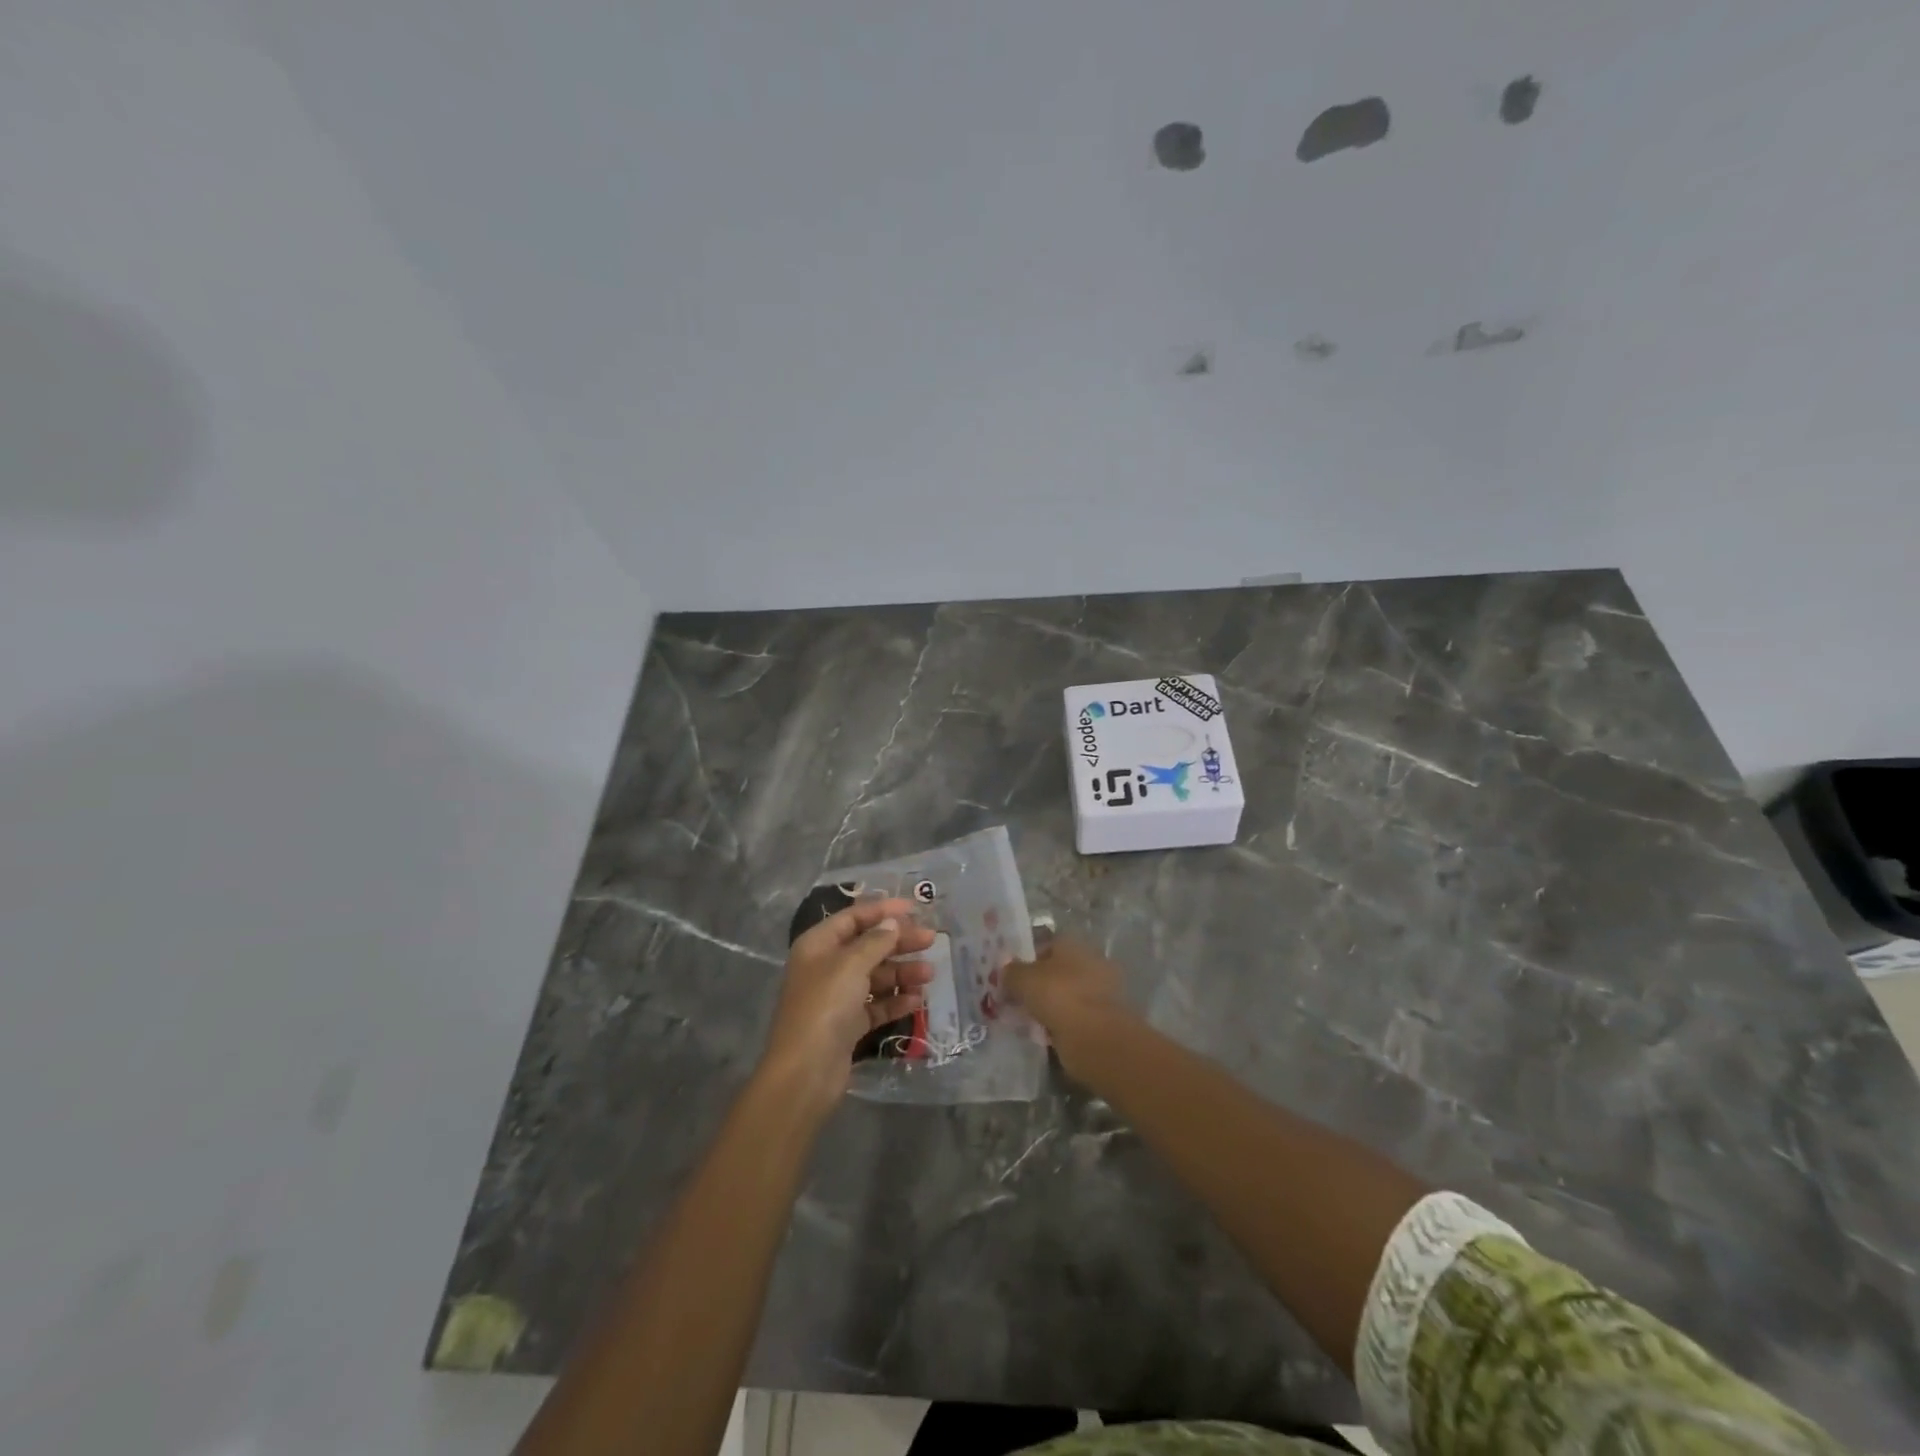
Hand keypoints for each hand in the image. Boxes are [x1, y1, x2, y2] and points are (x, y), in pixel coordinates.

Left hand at [761, 897, 935, 1102]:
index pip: (853, 918)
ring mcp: (837, 997)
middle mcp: (826, 967)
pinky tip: (917, 1001)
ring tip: (930, 974)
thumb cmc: (825, 1006)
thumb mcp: (851, 965)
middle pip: (868, 946)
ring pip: (875, 976)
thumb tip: (892, 922)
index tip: (914, 909)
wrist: (805, 1072)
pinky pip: (876, 1005)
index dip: (883, 910)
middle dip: (899, 942)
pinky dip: (896, 1001)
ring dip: (902, 973)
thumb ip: (876, 941)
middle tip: (931, 940)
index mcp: (818, 945)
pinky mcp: (848, 1025)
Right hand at [1004, 935, 1128, 1078]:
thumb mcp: (1023, 979)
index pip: (1045, 945)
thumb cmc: (1058, 996)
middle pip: (1055, 971)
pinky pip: (1072, 1018)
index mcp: (1073, 944)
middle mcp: (1090, 962)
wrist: (1095, 1037)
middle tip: (1014, 1001)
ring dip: (1047, 1007)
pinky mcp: (1102, 1019)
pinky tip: (1042, 1036)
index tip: (1010, 977)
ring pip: (1063, 996)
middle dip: (1036, 986)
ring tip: (1024, 1022)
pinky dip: (1058, 1025)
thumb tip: (1005, 970)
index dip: (1025, 959)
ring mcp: (1099, 991)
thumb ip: (1011, 972)